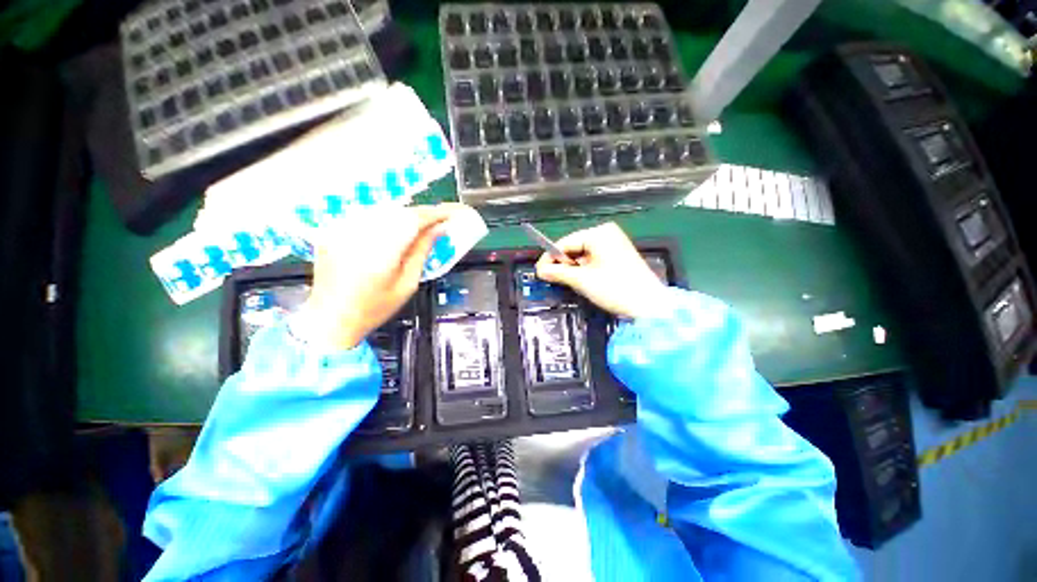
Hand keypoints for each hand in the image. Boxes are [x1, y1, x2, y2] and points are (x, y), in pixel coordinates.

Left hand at [300, 204, 464, 349]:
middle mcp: (359, 233)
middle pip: (398, 211)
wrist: (330, 318)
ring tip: (419, 227)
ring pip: (383, 210)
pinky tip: (392, 232)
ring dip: (404, 216)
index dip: (435, 214)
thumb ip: (421, 252)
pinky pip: (367, 215)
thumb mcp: (406, 284)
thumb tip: (438, 229)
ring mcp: (342, 229)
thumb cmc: (374, 308)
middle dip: (421, 215)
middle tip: (438, 222)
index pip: (413, 220)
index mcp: (381, 251)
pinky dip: (385, 220)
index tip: (450, 215)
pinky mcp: (334, 229)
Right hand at [535, 222, 667, 318]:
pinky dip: (584, 270)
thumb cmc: (614, 288)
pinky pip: (593, 259)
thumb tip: (540, 270)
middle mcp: (606, 234)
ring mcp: (614, 244)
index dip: (549, 258)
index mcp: (598, 234)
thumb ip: (558, 272)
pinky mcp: (618, 255)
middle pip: (574, 247)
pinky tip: (580, 280)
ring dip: (572, 268)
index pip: (565, 243)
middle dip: (562, 264)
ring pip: (583, 255)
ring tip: (564, 282)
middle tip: (549, 279)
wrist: (649, 306)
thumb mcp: (582, 280)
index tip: (538, 272)